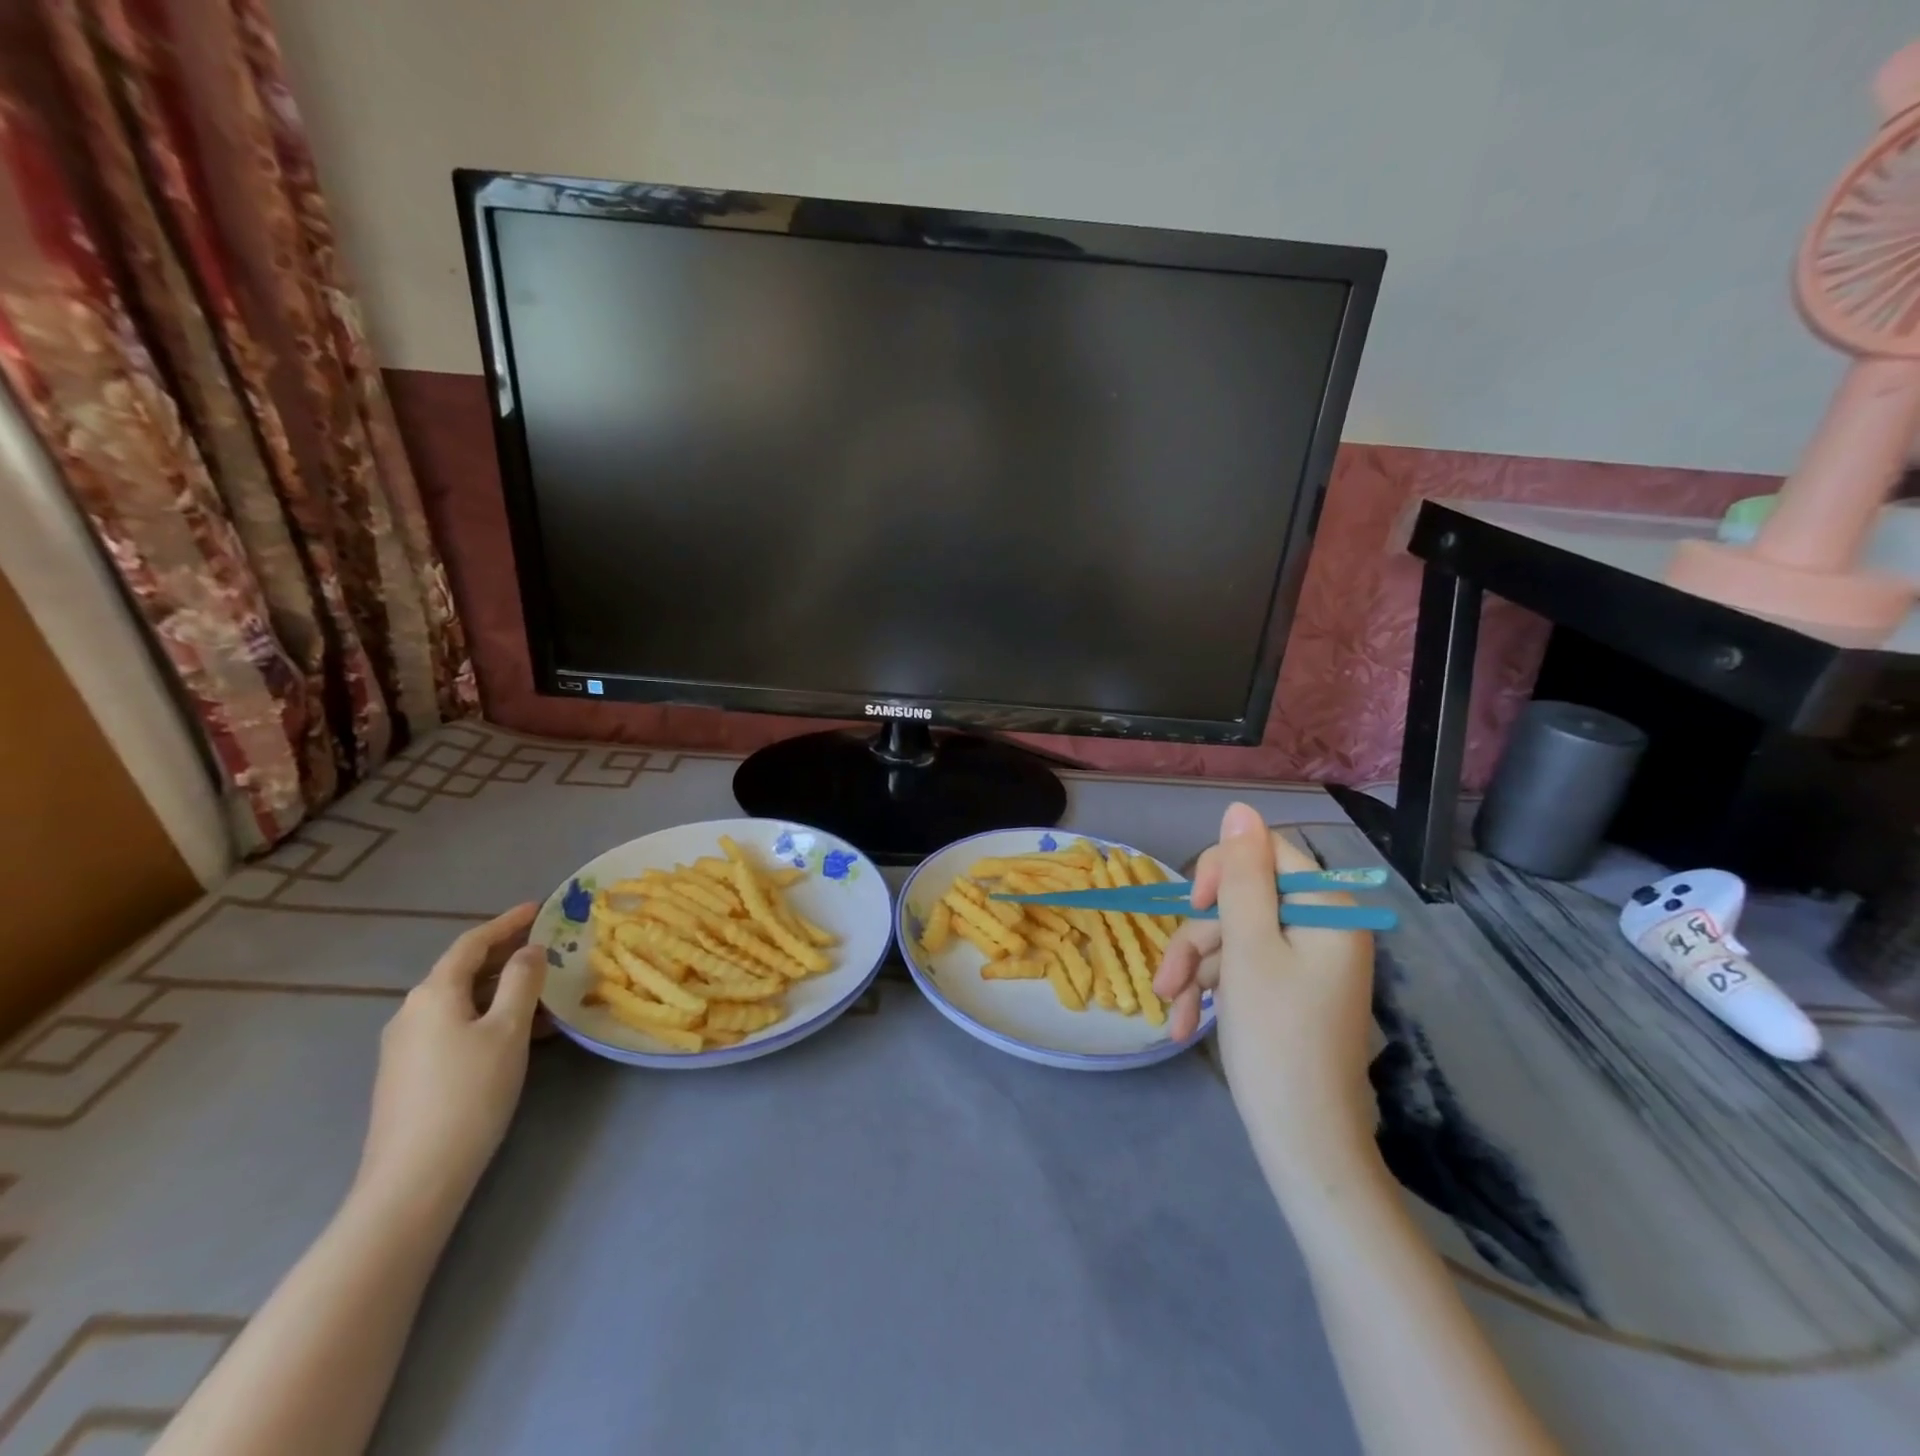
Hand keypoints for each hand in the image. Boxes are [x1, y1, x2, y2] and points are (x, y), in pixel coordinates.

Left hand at [355, 904, 546, 1216]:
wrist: (414, 1179)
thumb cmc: (469, 1093)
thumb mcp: (508, 1030)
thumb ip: (522, 981)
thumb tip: (529, 951)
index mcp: (433, 993)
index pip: (472, 943)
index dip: (507, 922)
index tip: (540, 908)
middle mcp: (412, 1012)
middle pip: (464, 971)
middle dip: (507, 956)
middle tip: (549, 948)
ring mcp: (406, 1046)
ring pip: (463, 1002)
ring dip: (503, 991)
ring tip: (545, 993)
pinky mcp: (409, 1075)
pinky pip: (456, 1027)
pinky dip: (489, 1017)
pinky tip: (519, 1034)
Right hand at [1154, 804, 1378, 1201]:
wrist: (1304, 1142)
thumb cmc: (1275, 1038)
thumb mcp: (1247, 947)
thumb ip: (1241, 875)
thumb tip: (1240, 808)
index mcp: (1328, 909)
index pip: (1266, 853)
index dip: (1221, 870)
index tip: (1194, 904)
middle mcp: (1323, 928)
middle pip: (1242, 900)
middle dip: (1198, 938)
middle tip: (1168, 979)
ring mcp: (1307, 963)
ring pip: (1233, 937)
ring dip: (1195, 970)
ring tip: (1170, 1011)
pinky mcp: (1290, 991)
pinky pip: (1243, 969)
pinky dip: (1210, 990)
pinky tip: (1183, 1023)